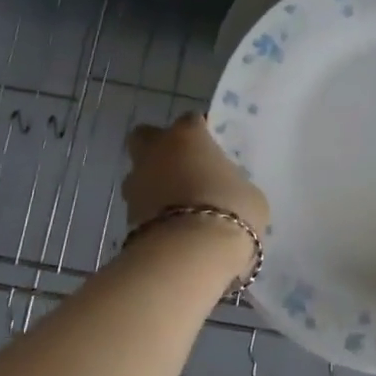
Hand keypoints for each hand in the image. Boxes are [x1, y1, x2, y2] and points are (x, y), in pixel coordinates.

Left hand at [123, 114, 270, 236]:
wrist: (190, 254)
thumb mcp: (249, 193)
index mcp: (187, 135)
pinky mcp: (126, 217)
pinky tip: (175, 229)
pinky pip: (142, 207)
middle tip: (184, 167)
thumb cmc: (230, 210)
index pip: (192, 120)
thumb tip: (227, 190)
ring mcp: (136, 184)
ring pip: (140, 174)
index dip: (203, 133)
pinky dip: (154, 214)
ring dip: (155, 184)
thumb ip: (233, 183)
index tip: (215, 150)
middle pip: (147, 137)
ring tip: (181, 206)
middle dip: (160, 148)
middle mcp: (155, 151)